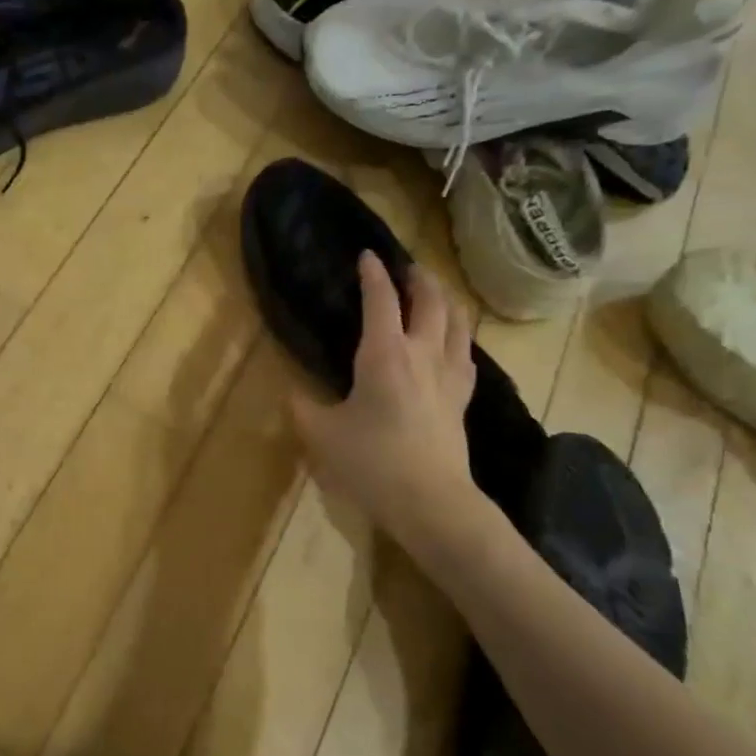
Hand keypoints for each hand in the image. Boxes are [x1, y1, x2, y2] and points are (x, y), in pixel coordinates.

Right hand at [289, 253, 481, 541]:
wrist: (430, 500)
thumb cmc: (371, 462)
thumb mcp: (321, 434)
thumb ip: (301, 406)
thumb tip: (289, 391)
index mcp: (383, 354)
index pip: (380, 300)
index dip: (373, 274)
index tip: (367, 256)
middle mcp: (421, 353)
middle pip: (430, 301)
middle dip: (419, 278)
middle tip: (407, 268)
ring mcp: (449, 374)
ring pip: (457, 321)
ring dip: (445, 300)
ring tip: (434, 294)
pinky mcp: (462, 397)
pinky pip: (465, 352)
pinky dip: (458, 334)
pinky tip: (453, 341)